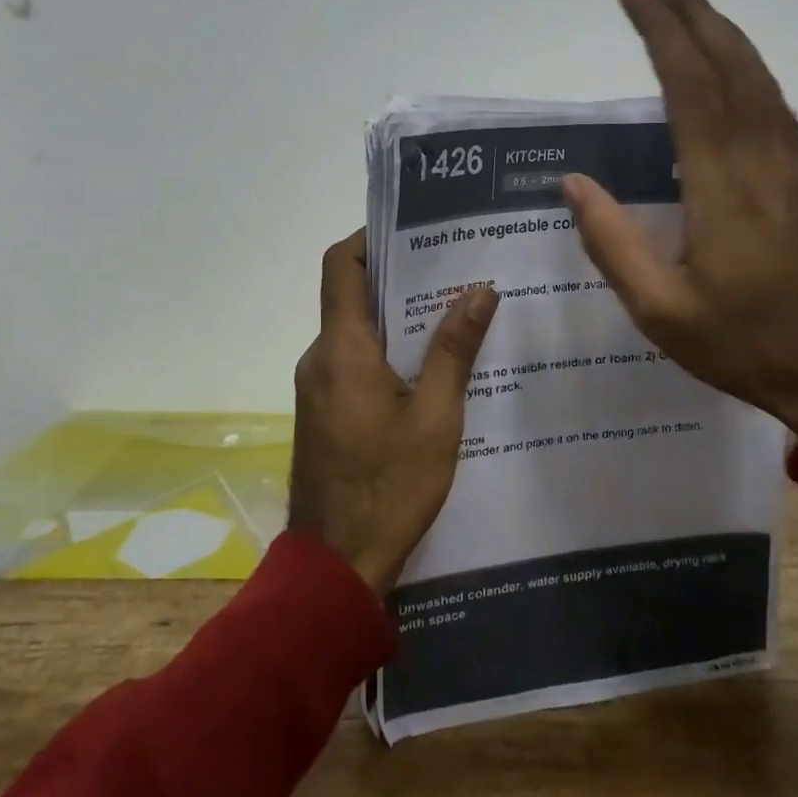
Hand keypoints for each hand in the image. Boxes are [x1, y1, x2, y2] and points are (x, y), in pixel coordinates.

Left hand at [289, 231, 499, 592]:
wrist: (337, 567)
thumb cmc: (389, 487)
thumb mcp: (436, 417)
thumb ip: (455, 349)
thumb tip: (480, 289)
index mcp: (342, 349)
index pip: (341, 266)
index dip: (370, 238)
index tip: (414, 229)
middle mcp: (320, 358)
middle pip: (351, 294)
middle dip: (399, 276)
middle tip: (454, 267)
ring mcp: (318, 387)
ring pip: (356, 331)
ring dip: (397, 317)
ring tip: (454, 309)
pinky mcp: (325, 412)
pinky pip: (354, 363)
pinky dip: (388, 351)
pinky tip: (432, 364)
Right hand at [563, 0, 797, 433]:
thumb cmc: (745, 346)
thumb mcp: (661, 312)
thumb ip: (613, 244)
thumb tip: (573, 183)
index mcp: (722, 187)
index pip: (689, 87)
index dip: (660, 32)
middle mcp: (762, 161)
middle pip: (731, 66)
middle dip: (691, 14)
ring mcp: (794, 169)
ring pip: (762, 80)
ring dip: (724, 34)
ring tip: (688, 7)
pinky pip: (779, 108)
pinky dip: (752, 72)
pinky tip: (736, 70)